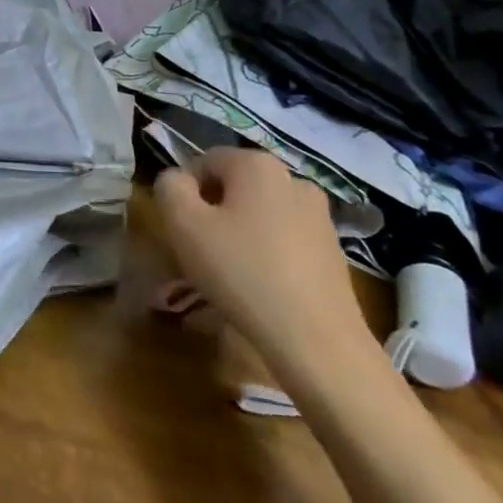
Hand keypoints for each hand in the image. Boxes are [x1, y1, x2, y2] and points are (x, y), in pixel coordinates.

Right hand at [153, 148, 368, 375]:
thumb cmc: (241, 271)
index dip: (184, 192)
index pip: (205, 162)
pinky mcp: (333, 251)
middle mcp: (293, 180)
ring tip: (224, 277)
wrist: (316, 340)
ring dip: (237, 236)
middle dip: (211, 215)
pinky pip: (283, 242)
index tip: (178, 228)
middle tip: (197, 253)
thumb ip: (169, 188)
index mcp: (257, 165)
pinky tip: (256, 290)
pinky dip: (264, 257)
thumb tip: (177, 180)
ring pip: (259, 216)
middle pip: (234, 188)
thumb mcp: (183, 224)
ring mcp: (319, 216)